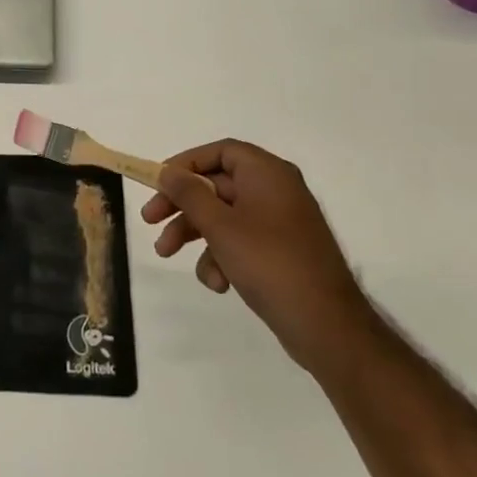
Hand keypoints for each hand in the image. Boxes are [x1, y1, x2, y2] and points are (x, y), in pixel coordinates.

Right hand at [142, 139, 371, 371]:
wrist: (326, 325)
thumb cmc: (269, 263)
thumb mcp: (220, 226)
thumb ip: (190, 194)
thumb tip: (169, 172)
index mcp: (268, 175)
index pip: (221, 151)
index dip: (186, 163)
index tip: (159, 182)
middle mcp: (275, 191)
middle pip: (216, 185)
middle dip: (181, 206)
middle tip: (149, 221)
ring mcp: (279, 223)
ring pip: (223, 217)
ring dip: (194, 235)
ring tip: (167, 255)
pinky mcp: (279, 252)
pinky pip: (240, 242)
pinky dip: (221, 257)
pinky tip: (218, 284)